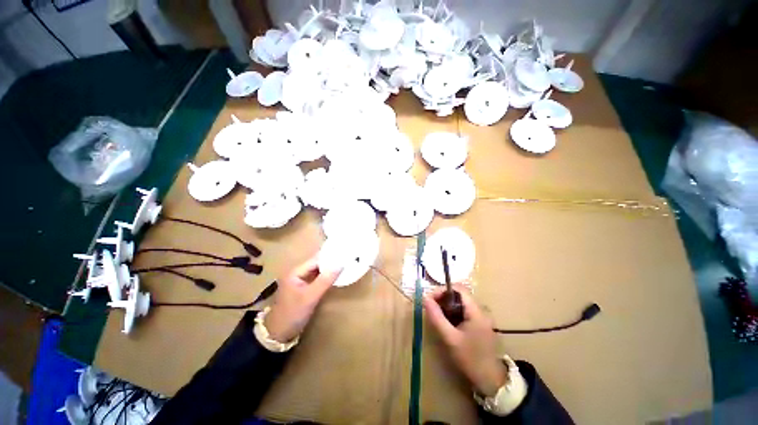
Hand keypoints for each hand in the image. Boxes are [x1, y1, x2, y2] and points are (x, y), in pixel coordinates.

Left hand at [264, 257, 340, 342]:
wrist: (279, 334)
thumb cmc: (293, 314)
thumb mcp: (311, 297)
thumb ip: (325, 280)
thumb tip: (340, 264)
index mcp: (296, 271)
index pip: (316, 259)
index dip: (330, 255)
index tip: (344, 253)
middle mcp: (297, 273)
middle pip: (317, 263)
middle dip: (331, 261)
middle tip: (347, 258)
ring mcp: (300, 281)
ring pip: (318, 271)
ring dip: (329, 269)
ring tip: (344, 264)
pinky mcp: (304, 288)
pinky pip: (317, 278)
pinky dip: (326, 276)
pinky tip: (336, 276)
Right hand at [423, 285, 507, 396]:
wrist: (491, 382)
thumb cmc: (470, 359)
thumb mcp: (450, 338)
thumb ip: (437, 317)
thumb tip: (425, 298)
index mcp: (476, 311)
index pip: (458, 289)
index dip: (442, 290)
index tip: (430, 299)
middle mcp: (480, 310)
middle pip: (459, 294)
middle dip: (443, 298)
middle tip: (431, 308)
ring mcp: (481, 318)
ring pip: (461, 303)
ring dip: (447, 306)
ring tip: (436, 315)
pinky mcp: (480, 325)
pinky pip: (464, 312)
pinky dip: (453, 313)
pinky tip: (447, 323)